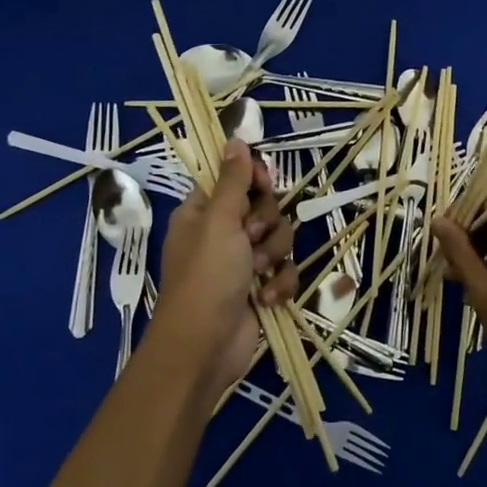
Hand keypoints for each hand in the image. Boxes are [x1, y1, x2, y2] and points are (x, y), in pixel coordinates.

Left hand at [156, 139, 296, 393]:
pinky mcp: (259, 288)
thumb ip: (233, 181)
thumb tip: (234, 139)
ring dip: (274, 256)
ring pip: (279, 239)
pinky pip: (284, 271)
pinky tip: (265, 298)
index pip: (234, 179)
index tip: (263, 184)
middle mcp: (222, 233)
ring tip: (258, 273)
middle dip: (267, 224)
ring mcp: (242, 262)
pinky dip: (278, 284)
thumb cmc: (206, 277)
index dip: (253, 180)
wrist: (204, 347)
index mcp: (203, 212)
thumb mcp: (219, 222)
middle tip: (252, 239)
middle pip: (264, 207)